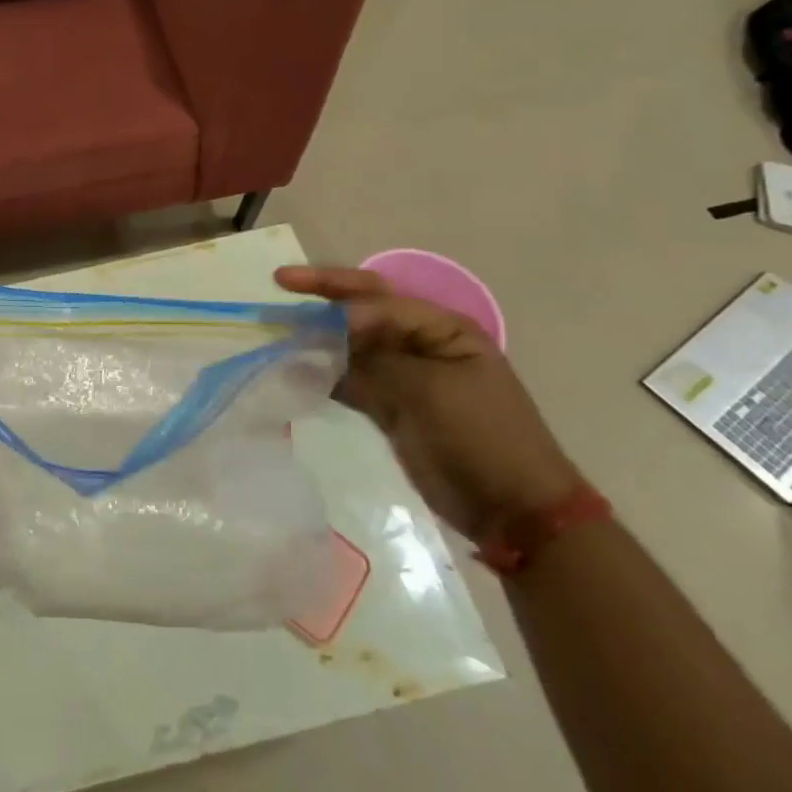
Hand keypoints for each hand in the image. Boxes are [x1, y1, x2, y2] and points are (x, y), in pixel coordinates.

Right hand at [276, 266, 581, 542]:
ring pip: (351, 345)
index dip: (340, 300)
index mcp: (443, 329)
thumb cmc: (481, 436)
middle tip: (281, 281)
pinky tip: (293, 372)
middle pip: (364, 310)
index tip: (305, 315)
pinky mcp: (391, 406)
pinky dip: (323, 374)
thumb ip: (373, 360)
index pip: (380, 300)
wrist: (514, 510)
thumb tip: (317, 345)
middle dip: (323, 295)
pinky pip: (350, 379)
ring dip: (317, 337)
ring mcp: (405, 375)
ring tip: (277, 331)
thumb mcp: (429, 390)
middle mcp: (422, 343)